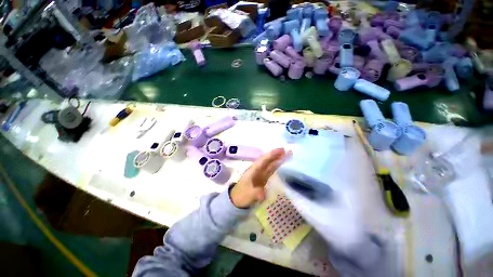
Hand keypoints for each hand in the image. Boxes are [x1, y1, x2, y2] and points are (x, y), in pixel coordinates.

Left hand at [230, 148, 286, 207]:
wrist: (237, 199)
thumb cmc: (242, 195)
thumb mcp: (248, 195)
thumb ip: (255, 193)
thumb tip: (262, 195)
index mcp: (253, 170)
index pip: (263, 160)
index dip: (271, 155)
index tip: (279, 150)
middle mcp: (257, 169)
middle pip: (267, 160)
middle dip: (276, 154)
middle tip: (286, 150)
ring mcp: (260, 173)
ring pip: (269, 164)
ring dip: (277, 158)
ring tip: (286, 154)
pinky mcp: (262, 177)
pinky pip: (270, 169)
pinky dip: (276, 165)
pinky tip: (280, 163)